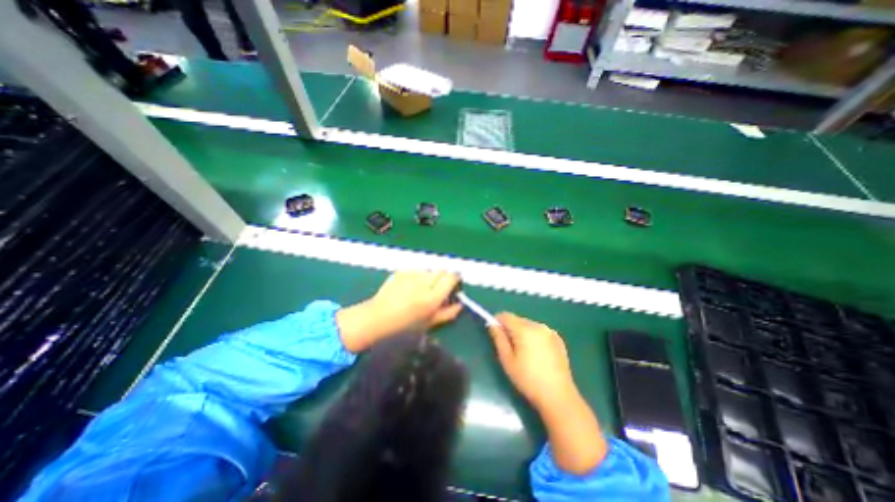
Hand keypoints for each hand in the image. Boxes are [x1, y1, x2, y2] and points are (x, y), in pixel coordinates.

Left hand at [336, 270, 460, 352]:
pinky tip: (410, 286)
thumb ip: (447, 313)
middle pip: (441, 270)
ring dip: (430, 277)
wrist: (377, 318)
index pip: (451, 277)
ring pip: (428, 270)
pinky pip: (416, 270)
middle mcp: (423, 282)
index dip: (455, 279)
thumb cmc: (404, 326)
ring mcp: (410, 275)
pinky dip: (417, 276)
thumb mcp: (429, 323)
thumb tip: (460, 304)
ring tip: (422, 288)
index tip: (455, 284)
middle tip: (438, 288)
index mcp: (432, 297)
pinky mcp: (401, 271)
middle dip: (443, 277)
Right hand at [487, 314, 577, 411]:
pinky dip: (534, 337)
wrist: (558, 396)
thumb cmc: (528, 379)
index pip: (506, 315)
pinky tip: (537, 354)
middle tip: (510, 348)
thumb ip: (499, 339)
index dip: (497, 321)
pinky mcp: (558, 339)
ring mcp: (550, 332)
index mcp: (524, 329)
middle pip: (518, 320)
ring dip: (523, 333)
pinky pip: (540, 332)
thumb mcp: (507, 360)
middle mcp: (538, 325)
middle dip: (511, 329)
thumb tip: (492, 324)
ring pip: (529, 325)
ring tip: (524, 353)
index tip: (495, 334)